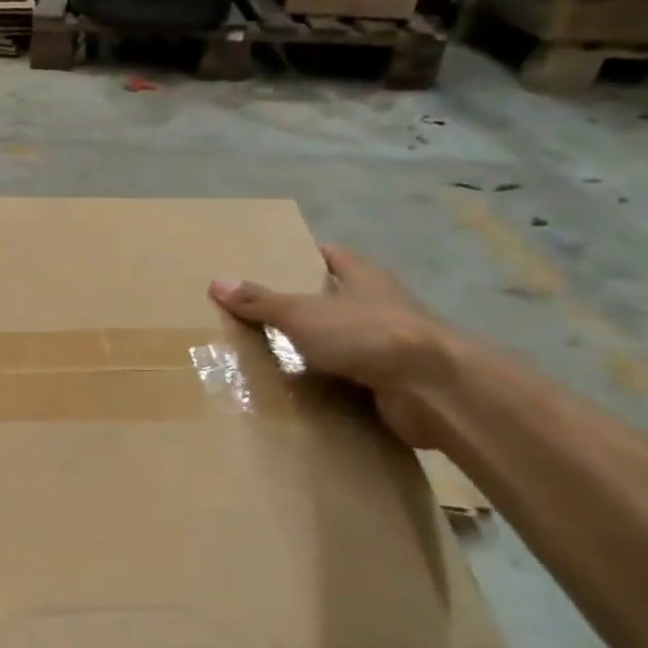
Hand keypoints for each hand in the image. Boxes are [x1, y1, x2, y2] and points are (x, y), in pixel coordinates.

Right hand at [209, 246, 455, 447]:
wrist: (431, 388)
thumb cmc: (366, 334)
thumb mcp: (303, 313)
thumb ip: (261, 301)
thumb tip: (217, 282)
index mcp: (365, 278)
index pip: (334, 256)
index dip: (306, 256)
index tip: (275, 263)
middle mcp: (382, 306)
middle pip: (338, 299)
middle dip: (305, 306)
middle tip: (260, 314)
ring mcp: (391, 345)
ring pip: (345, 340)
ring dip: (316, 348)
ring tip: (271, 356)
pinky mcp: (393, 381)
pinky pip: (352, 377)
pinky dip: (329, 383)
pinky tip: (301, 391)